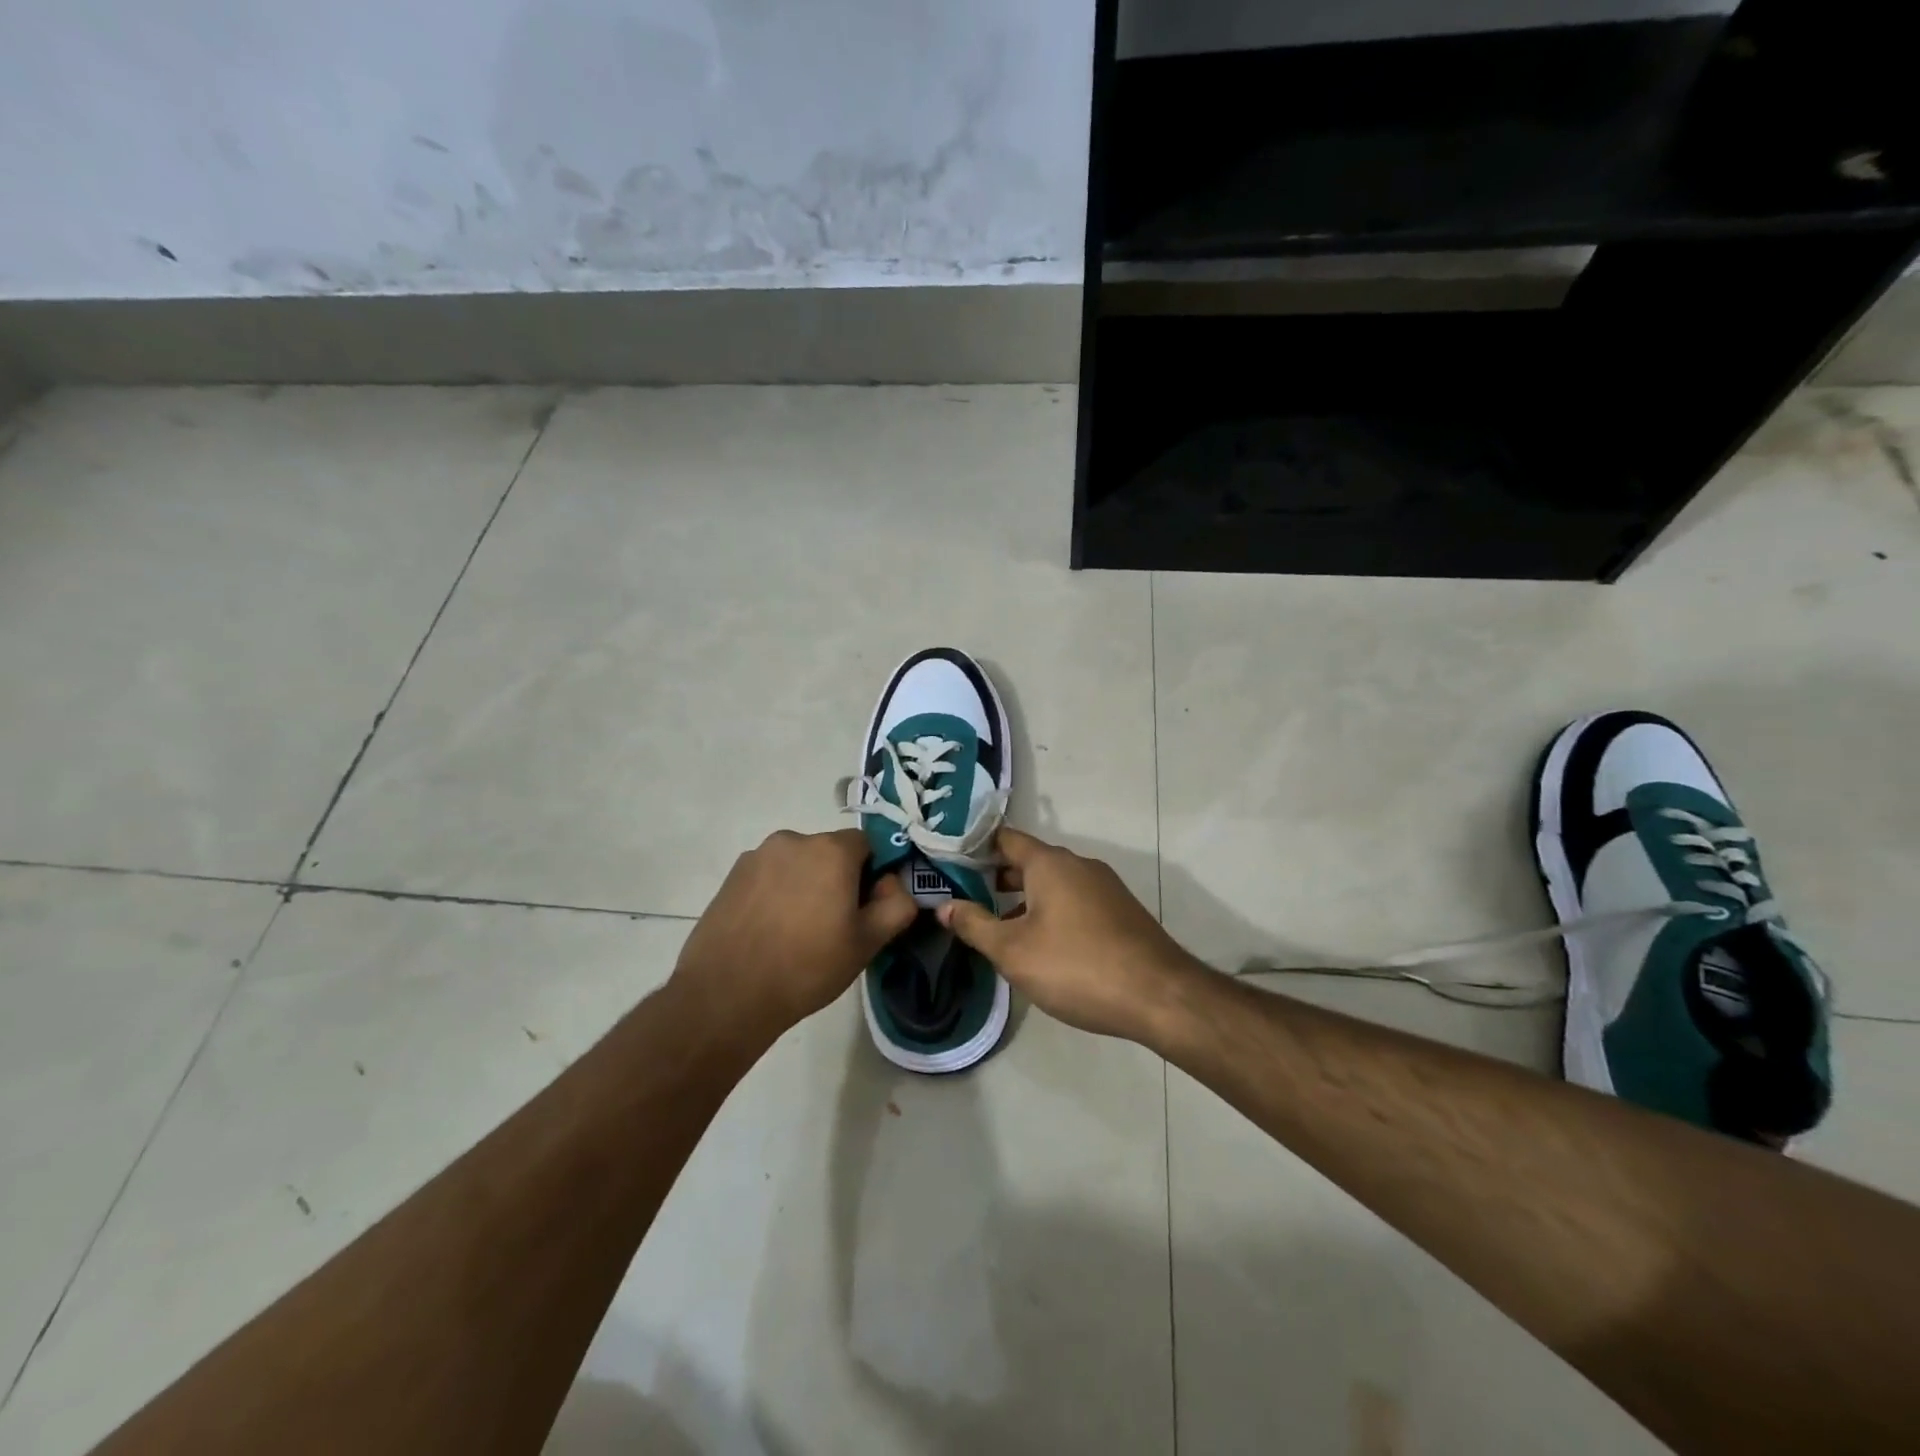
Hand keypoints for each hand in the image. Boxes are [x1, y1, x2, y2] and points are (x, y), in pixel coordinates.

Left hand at [672, 829, 916, 1044]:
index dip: (871, 874)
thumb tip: (892, 884)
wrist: (727, 994)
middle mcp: (793, 840)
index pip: (866, 844)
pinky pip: (768, 876)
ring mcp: (757, 856)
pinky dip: (775, 893)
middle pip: (829, 852)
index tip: (863, 909)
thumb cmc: (807, 966)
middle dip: (836, 878)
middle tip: (831, 925)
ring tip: (795, 932)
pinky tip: (769, 931)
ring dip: (804, 885)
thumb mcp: (868, 943)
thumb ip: (896, 905)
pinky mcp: (732, 876)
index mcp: (831, 850)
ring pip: (797, 864)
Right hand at [937, 828, 1196, 1040]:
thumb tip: (944, 906)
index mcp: (1050, 863)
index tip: (950, 863)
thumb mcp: (1013, 951)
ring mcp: (1104, 886)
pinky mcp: (1120, 911)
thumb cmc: (1076, 966)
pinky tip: (1043, 946)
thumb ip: (975, 925)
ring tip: (999, 927)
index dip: (975, 848)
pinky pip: (1075, 900)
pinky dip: (1052, 911)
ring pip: (1054, 883)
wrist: (1158, 995)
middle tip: (966, 898)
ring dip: (1025, 899)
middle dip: (997, 878)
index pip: (1005, 838)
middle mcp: (1078, 864)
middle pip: (1029, 861)